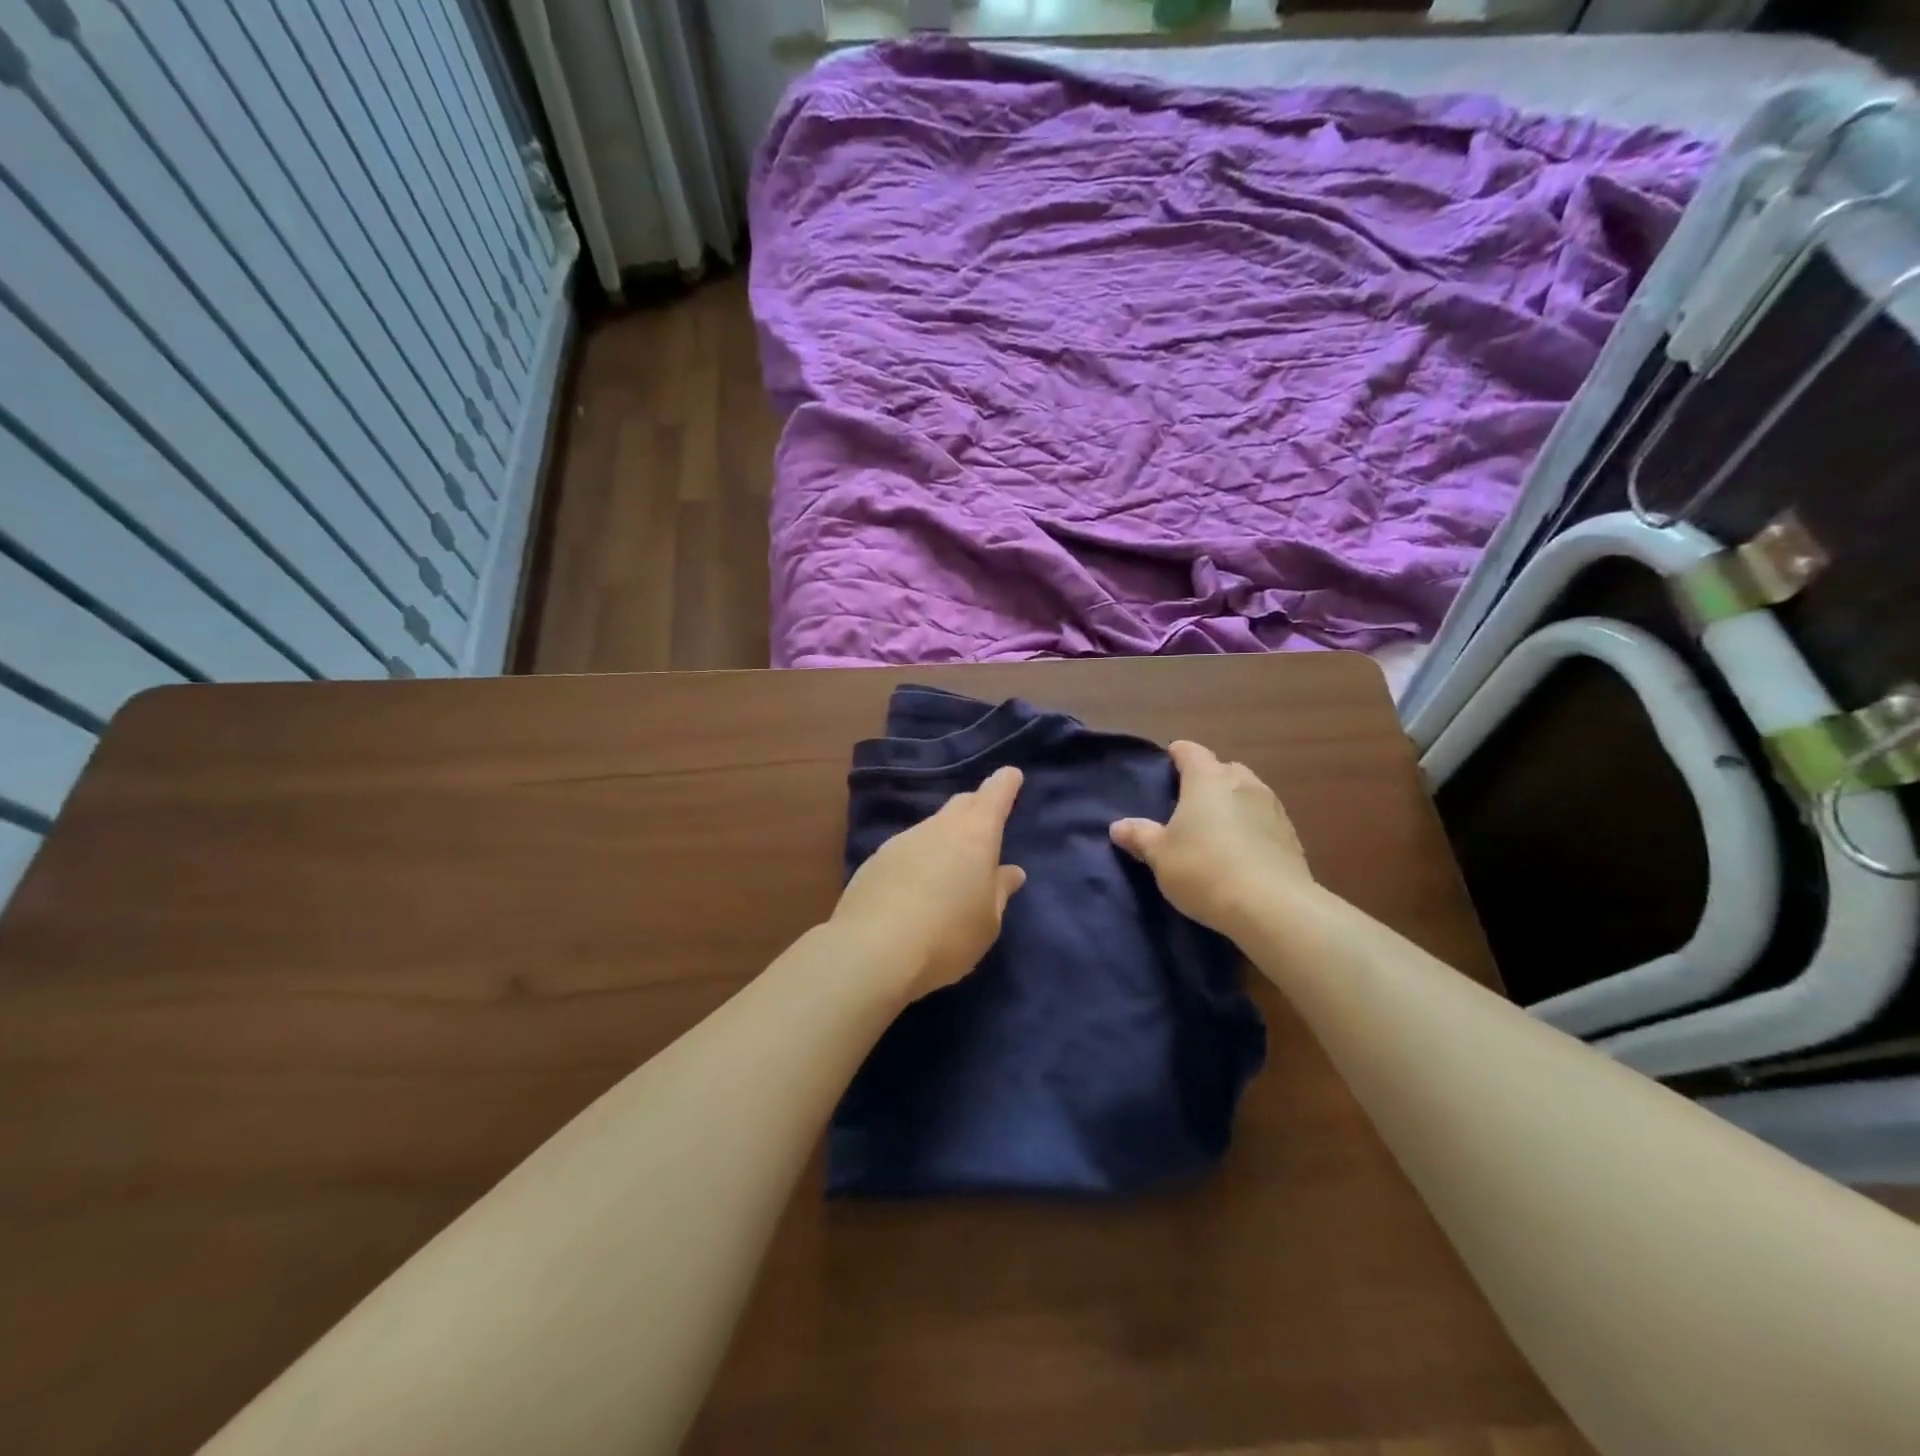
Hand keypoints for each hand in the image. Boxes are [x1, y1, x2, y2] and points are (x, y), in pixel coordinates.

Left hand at [830, 765, 1027, 1002]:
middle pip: (961, 805)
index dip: (1005, 784)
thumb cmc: (947, 935)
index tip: (1011, 775)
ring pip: (931, 828)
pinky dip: (919, 860)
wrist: (871, 951)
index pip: (994, 795)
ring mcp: (902, 841)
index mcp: (975, 835)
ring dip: (945, 839)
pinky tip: (916, 887)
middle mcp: (938, 828)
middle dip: (976, 807)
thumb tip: (1010, 871)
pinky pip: (907, 851)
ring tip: (950, 868)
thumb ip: (999, 892)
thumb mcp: (987, 922)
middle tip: (985, 822)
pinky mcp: (874, 861)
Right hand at [1109, 741, 1311, 936]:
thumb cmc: (1204, 869)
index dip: (1177, 755)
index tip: (1167, 763)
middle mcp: (1243, 783)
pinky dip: (1252, 827)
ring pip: (1248, 793)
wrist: (1272, 907)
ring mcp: (1272, 808)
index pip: (1190, 752)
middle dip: (1208, 780)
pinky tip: (1242, 852)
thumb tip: (1118, 826)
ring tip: (1216, 829)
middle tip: (1189, 803)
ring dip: (1233, 804)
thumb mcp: (1160, 855)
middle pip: (1223, 769)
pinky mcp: (1291, 836)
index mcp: (1207, 779)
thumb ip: (1140, 836)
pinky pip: (1265, 820)